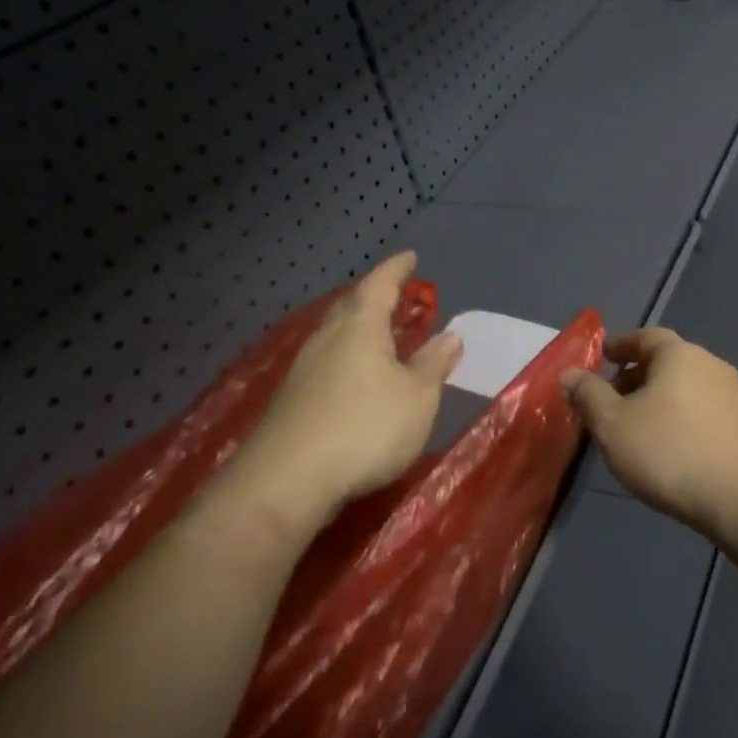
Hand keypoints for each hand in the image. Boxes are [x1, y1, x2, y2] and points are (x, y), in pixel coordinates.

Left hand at [216, 253, 461, 549]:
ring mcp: (304, 369)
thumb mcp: (417, 397)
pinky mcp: (292, 400)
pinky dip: (348, 359)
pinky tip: (357, 379)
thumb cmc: (365, 427)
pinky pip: (327, 363)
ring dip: (360, 330)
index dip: (397, 269)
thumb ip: (434, 364)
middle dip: (375, 298)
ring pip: (336, 336)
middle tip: (398, 297)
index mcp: (360, 327)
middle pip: (352, 306)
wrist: (287, 481)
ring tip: (382, 336)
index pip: (380, 284)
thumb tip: (450, 336)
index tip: (411, 257)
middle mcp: (327, 339)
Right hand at [562, 328, 737, 542]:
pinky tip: (667, 446)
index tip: (603, 359)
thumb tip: (569, 374)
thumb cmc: (669, 452)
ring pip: (685, 387)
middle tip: (610, 400)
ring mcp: (732, 395)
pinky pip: (701, 410)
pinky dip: (678, 417)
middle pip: (667, 362)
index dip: (621, 346)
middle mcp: (710, 365)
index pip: (645, 337)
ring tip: (635, 427)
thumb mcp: (613, 425)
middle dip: (636, 376)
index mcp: (679, 355)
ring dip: (657, 399)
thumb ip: (588, 396)